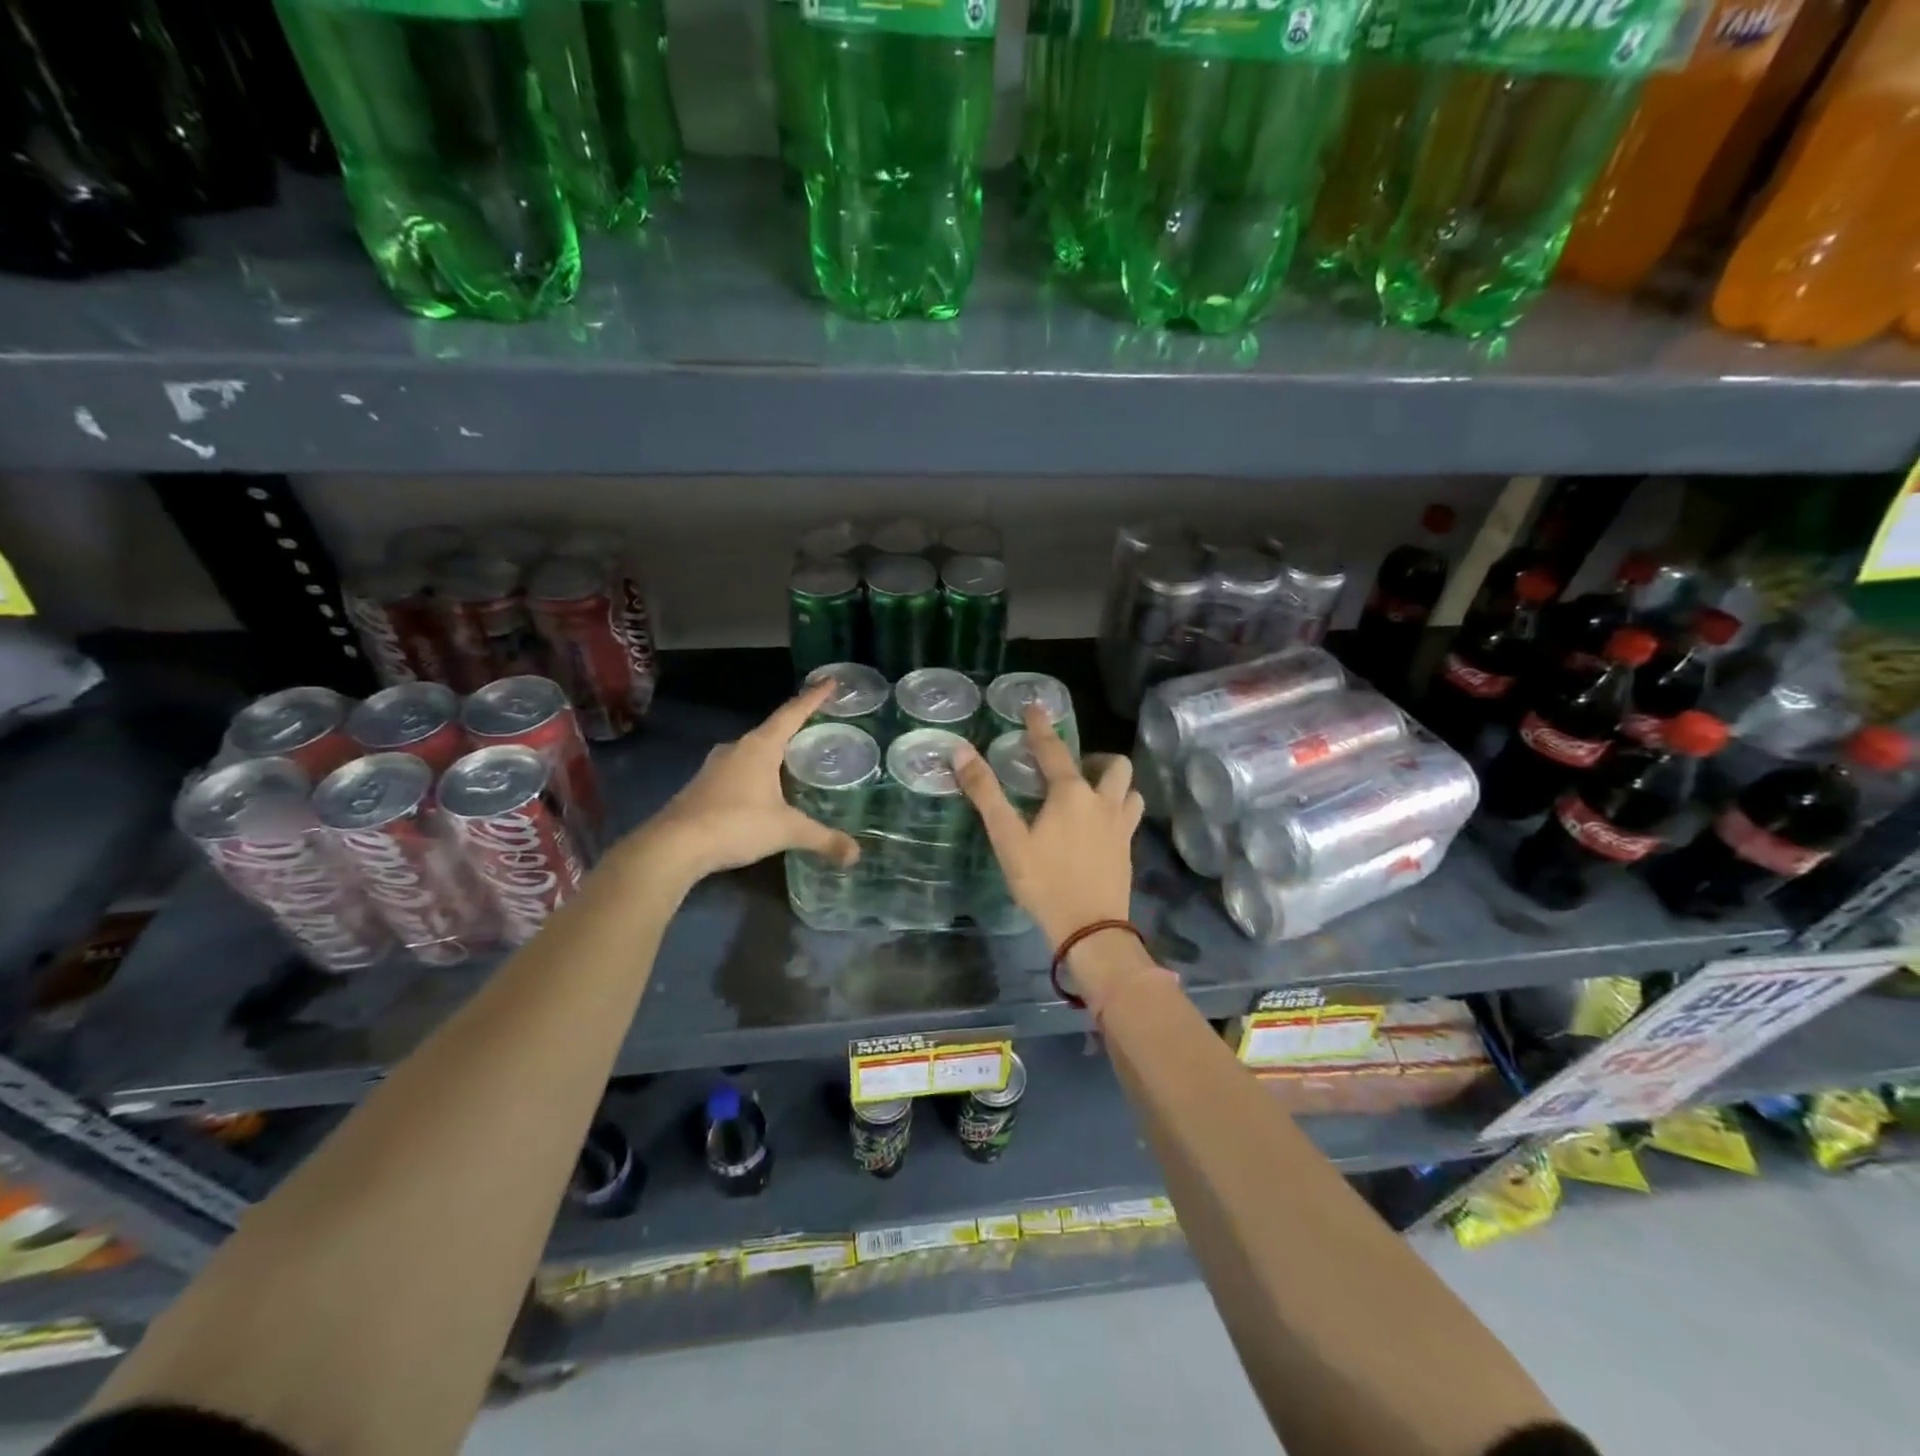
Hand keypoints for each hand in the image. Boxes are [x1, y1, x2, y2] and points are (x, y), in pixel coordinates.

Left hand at [637, 680, 859, 885]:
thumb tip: (856, 854)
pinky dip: (756, 774)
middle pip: (771, 731)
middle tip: (818, 729)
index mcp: (760, 747)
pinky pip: (737, 771)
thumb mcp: (786, 830)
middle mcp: (736, 748)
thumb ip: (822, 838)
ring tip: (794, 761)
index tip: (830, 682)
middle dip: (794, 729)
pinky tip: (764, 791)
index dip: (813, 698)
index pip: (792, 713)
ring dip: (772, 754)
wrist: (673, 846)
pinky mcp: (702, 787)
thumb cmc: (736, 824)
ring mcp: (715, 767)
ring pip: (752, 752)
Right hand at [952, 706, 1142, 948]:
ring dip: (1114, 783)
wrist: (1090, 928)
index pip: (1054, 750)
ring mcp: (1121, 826)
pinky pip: (1131, 815)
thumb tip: (961, 751)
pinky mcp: (1129, 849)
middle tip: (1072, 769)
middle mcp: (1102, 801)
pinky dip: (1119, 808)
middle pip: (1113, 764)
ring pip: (1130, 789)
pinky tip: (1101, 825)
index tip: (1035, 706)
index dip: (1041, 727)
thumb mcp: (1007, 838)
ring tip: (1092, 794)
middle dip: (1094, 758)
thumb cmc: (1044, 881)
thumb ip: (985, 793)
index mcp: (1071, 793)